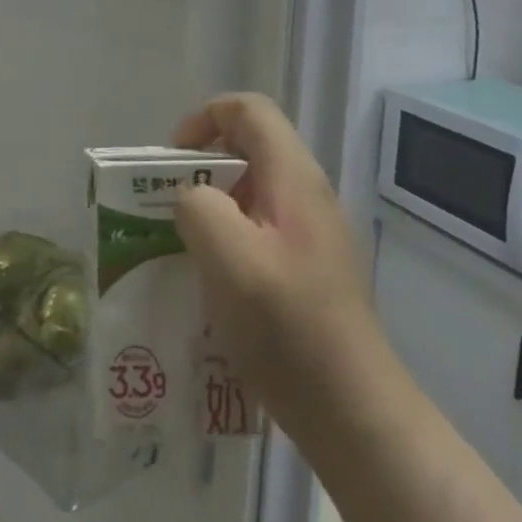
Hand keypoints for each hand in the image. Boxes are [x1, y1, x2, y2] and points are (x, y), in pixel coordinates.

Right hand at [173, 93, 385, 444]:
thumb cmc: (288, 328)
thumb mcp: (229, 258)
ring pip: (251, 190)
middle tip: (168, 204)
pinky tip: (210, 279)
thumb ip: (198, 208)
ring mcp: (311, 232)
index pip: (249, 110)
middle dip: (201, 166)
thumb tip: (191, 198)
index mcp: (293, 177)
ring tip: (182, 243)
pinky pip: (259, 227)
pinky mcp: (308, 267)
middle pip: (249, 147)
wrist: (353, 411)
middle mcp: (306, 193)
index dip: (205, 118)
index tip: (172, 159)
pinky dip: (227, 237)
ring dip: (211, 205)